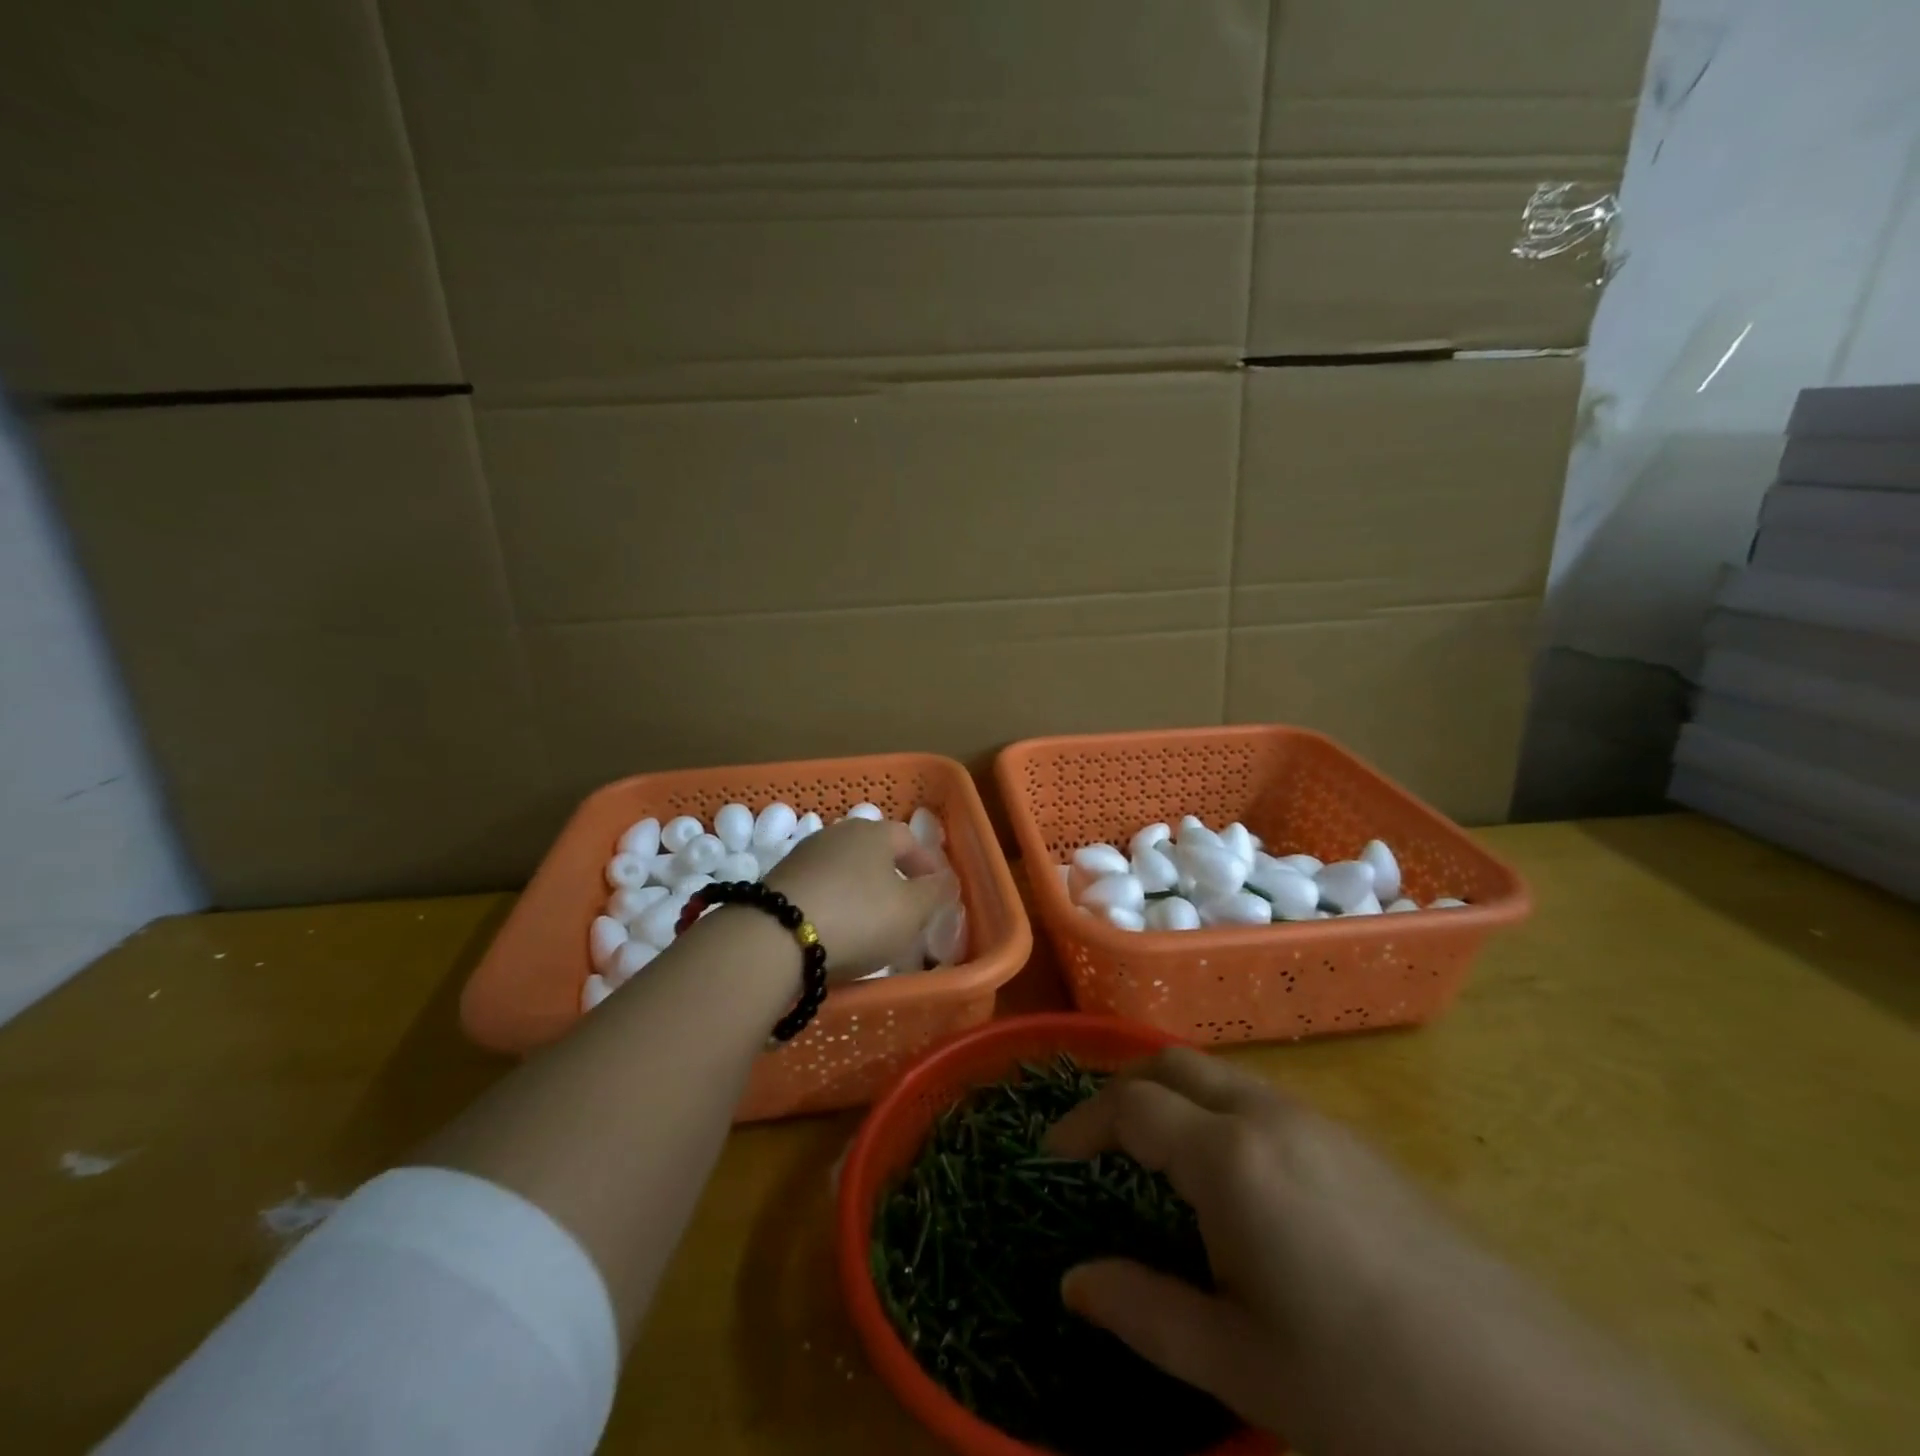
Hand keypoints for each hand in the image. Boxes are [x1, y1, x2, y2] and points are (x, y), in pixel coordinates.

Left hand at [765, 818, 952, 981]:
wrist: (774, 938)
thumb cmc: (858, 917)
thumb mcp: (911, 911)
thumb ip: (934, 893)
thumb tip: (945, 880)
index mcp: (874, 832)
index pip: (910, 840)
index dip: (927, 865)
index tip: (938, 890)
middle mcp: (838, 833)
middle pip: (875, 852)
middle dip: (893, 877)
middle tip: (906, 907)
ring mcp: (805, 855)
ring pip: (845, 870)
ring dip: (861, 891)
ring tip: (870, 924)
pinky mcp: (779, 881)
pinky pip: (819, 889)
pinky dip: (833, 905)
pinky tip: (835, 930)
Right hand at [1045, 1050, 1767, 1455]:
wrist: (1552, 1418)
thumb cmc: (1371, 1393)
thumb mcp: (1242, 1362)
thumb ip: (1144, 1310)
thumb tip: (1072, 1280)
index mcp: (1231, 1157)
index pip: (1131, 1105)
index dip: (1081, 1123)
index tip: (1051, 1156)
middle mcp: (1272, 1117)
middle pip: (1176, 1064)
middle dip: (1126, 1089)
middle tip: (1097, 1143)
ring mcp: (1324, 1126)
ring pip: (1225, 1079)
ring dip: (1177, 1099)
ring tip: (1158, 1163)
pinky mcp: (1363, 1150)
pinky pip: (1267, 1105)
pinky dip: (1223, 1117)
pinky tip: (1238, 1189)